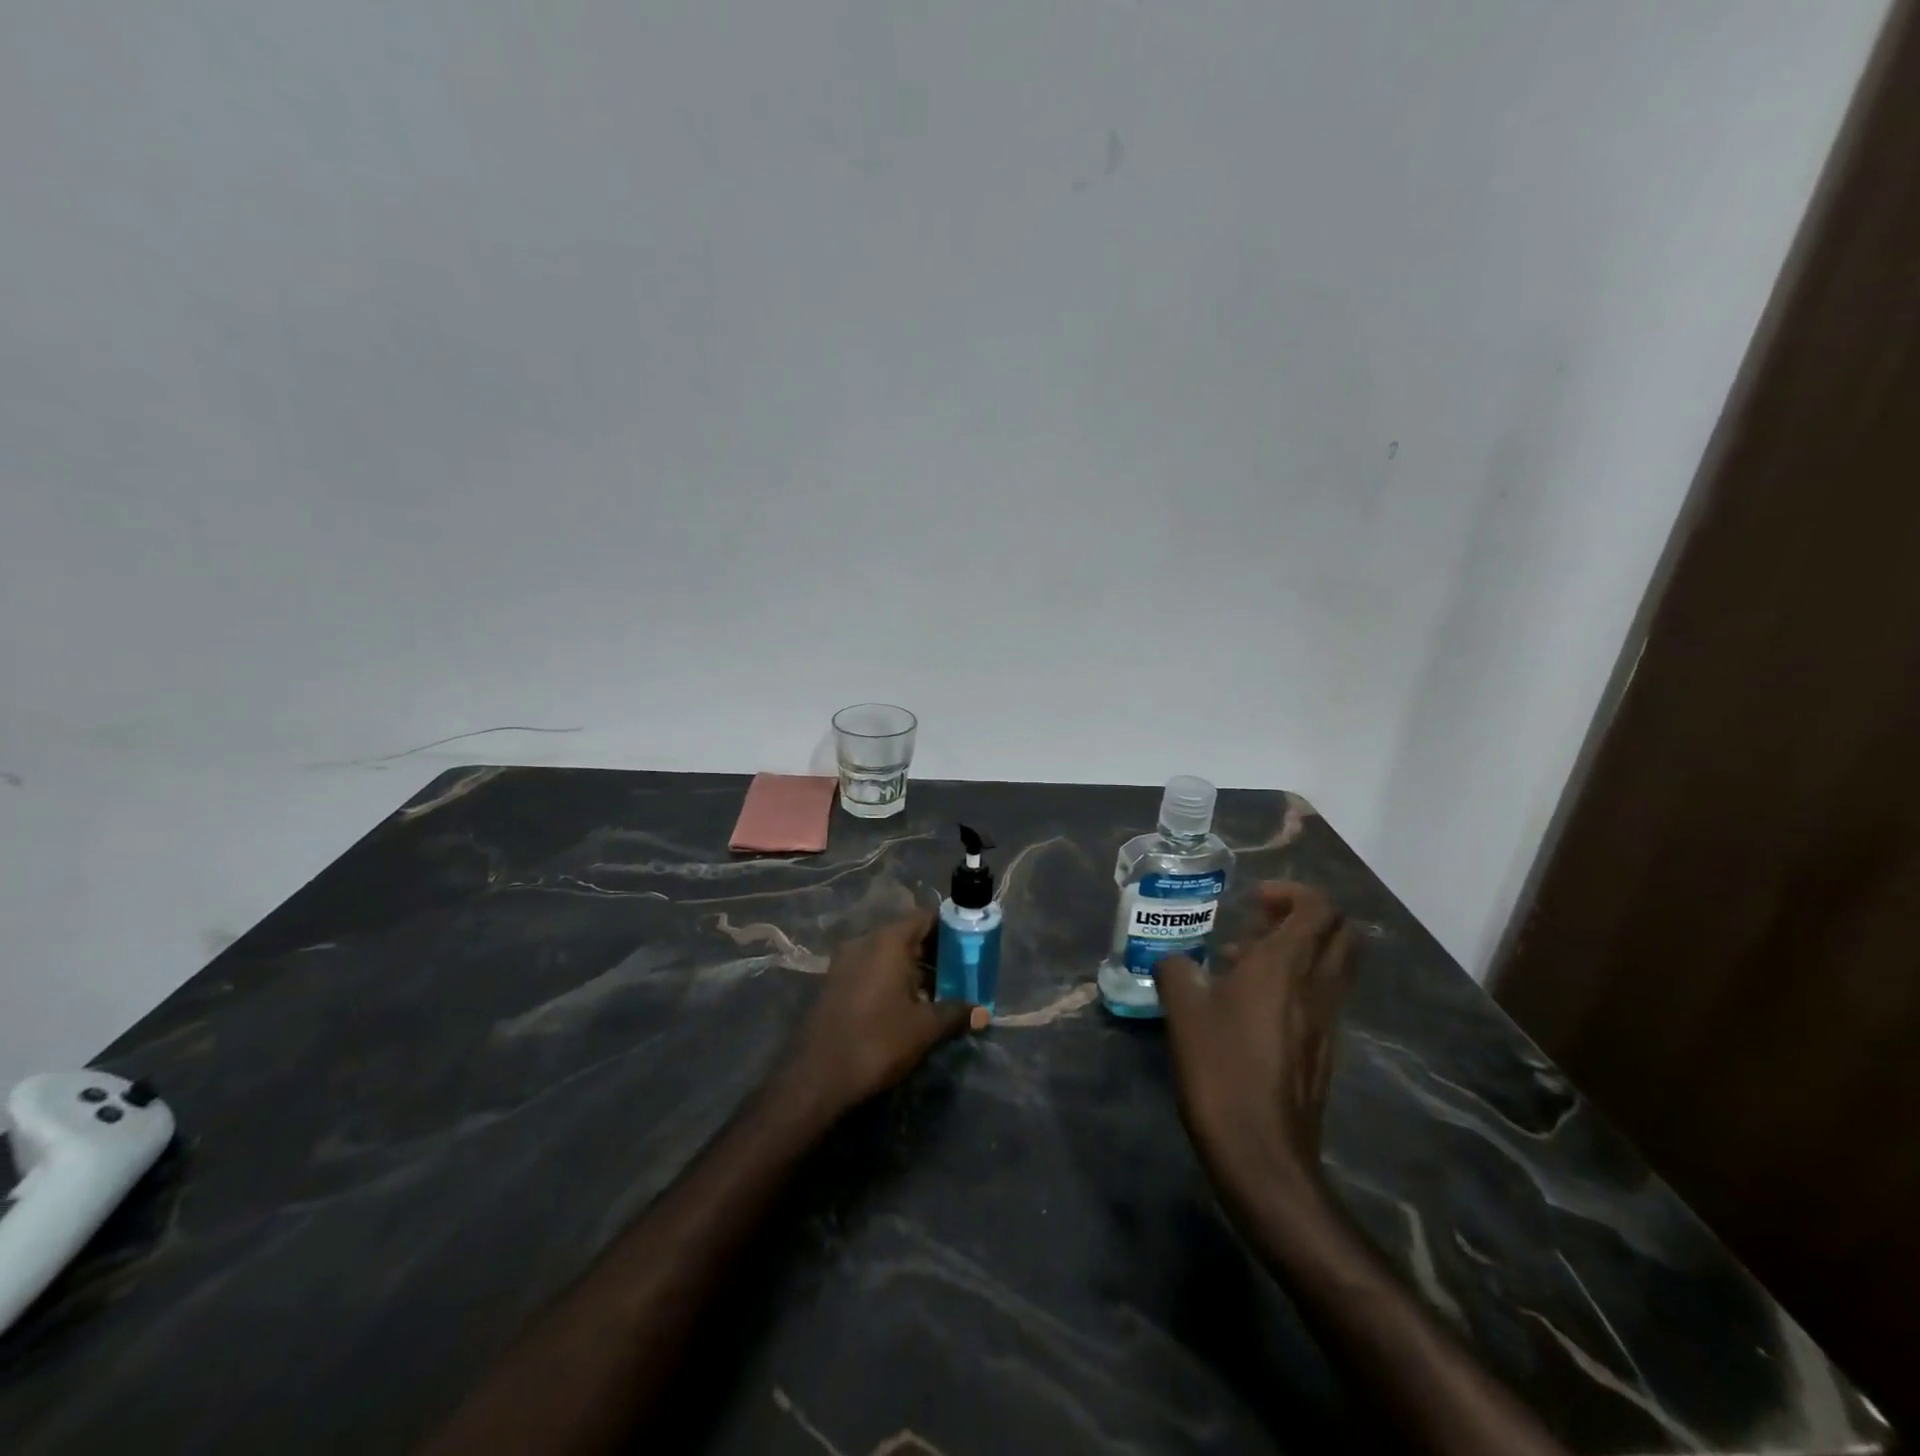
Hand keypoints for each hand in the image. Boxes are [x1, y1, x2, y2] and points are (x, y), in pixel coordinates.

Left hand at [783, 909, 980, 1117]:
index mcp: (888, 941)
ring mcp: (844, 962)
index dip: (950, 930)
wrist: (817, 1077)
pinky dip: (890, 979)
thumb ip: (955, 1013)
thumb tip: (984, 1013)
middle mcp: (864, 942)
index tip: (968, 948)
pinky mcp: (833, 983)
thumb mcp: (924, 1028)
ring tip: (936, 995)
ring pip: (887, 954)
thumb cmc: (877, 1041)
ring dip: (912, 969)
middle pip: (906, 935)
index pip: (925, 918)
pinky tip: (904, 1007)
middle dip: (934, 953)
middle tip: (958, 975)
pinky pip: (869, 969)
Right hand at [1154, 882, 1354, 1192]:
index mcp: (1286, 965)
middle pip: (1340, 933)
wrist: (1262, 1152)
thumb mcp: (1184, 1012)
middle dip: (1306, 917)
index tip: (1255, 901)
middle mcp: (1317, 986)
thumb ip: (1177, 971)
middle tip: (1261, 923)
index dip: (1292, 893)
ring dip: (1300, 951)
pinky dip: (1297, 985)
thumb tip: (1174, 960)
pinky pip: (1321, 998)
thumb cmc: (1221, 1069)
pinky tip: (1251, 1006)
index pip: (1318, 908)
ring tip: (1246, 962)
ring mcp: (1327, 1021)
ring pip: (1333, 966)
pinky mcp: (1324, 1050)